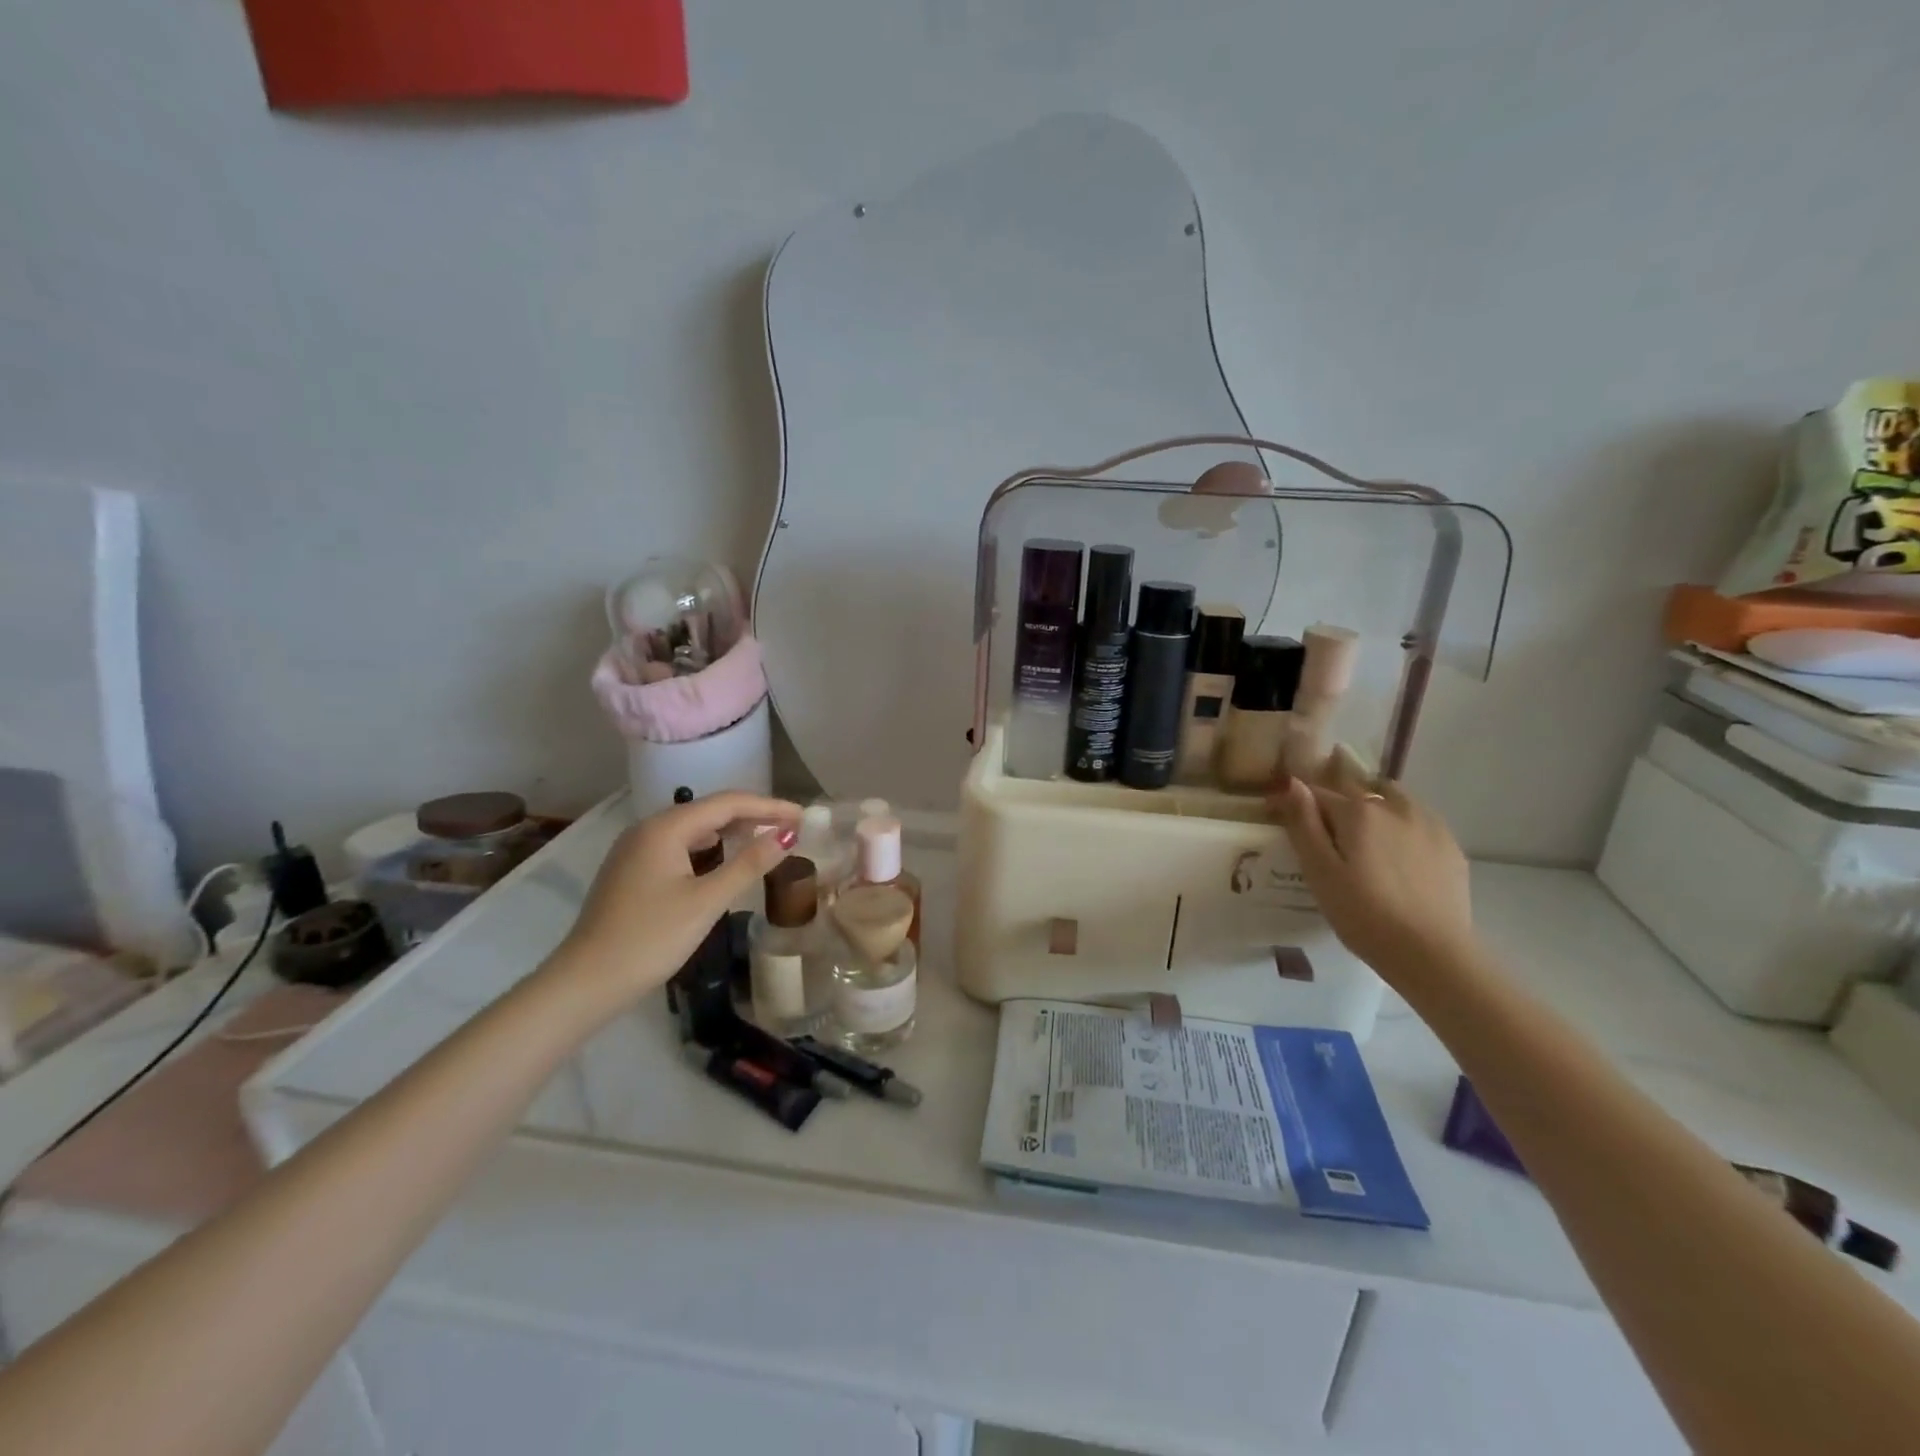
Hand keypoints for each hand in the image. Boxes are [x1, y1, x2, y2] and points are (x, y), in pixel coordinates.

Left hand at [549, 792, 800, 1011]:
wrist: (586, 981)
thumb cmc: (650, 938)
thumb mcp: (706, 901)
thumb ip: (748, 865)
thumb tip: (786, 836)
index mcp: (665, 828)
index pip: (728, 803)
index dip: (769, 806)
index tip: (803, 816)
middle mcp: (648, 829)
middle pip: (710, 811)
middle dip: (753, 815)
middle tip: (792, 826)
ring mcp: (636, 850)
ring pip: (695, 829)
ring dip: (732, 831)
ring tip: (766, 839)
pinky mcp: (632, 871)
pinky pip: (681, 846)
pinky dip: (711, 847)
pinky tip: (726, 860)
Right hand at [1265, 766, 1475, 981]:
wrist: (1432, 954)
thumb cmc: (1363, 914)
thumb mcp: (1319, 871)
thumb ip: (1304, 824)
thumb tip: (1293, 783)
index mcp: (1359, 811)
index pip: (1318, 793)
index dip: (1297, 803)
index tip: (1281, 816)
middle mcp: (1396, 807)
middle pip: (1359, 789)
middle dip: (1339, 800)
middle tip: (1329, 832)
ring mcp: (1429, 825)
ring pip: (1394, 800)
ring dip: (1375, 808)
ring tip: (1366, 840)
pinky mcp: (1451, 848)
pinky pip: (1419, 822)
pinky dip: (1403, 828)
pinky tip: (1399, 859)